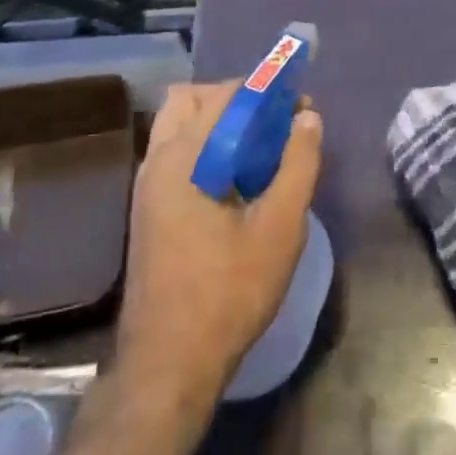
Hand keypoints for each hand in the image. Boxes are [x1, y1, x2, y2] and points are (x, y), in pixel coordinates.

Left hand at [118, 81, 322, 402]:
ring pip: (178, 124)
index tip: (301, 105)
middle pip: (191, 98)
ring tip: (258, 146)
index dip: (268, 91)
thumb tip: (307, 118)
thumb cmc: (229, 292)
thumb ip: (298, 165)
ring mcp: (147, 186)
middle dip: (236, 97)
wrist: (170, 363)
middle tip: (274, 120)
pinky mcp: (148, 208)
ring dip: (218, 120)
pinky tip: (236, 177)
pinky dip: (205, 144)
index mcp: (185, 157)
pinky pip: (175, 151)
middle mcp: (158, 161)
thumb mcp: (280, 227)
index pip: (227, 95)